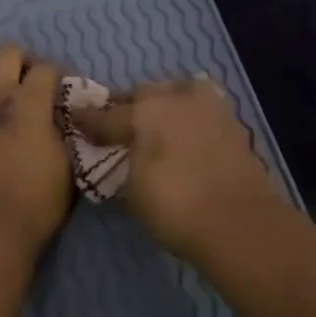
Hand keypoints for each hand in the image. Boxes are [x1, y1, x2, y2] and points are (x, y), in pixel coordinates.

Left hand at [0, 44, 71, 256]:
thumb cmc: (35, 201)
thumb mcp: (65, 164)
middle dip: (22, 64)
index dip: (56, 77)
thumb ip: (61, 130)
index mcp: (28, 101)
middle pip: (7, 54)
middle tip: (30, 87)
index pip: (45, 69)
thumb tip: (57, 116)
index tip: (60, 94)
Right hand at [72, 77, 290, 261]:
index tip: (75, 120)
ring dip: (164, 104)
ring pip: (178, 92)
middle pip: (144, 93)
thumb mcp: (133, 191)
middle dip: (128, 106)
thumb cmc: (174, 207)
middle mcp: (177, 99)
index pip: (106, 114)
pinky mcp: (234, 125)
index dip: (88, 120)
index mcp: (145, 111)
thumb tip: (125, 157)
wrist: (239, 224)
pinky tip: (183, 135)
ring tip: (155, 125)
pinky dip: (189, 118)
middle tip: (118, 125)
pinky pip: (202, 110)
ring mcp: (209, 108)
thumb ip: (125, 165)